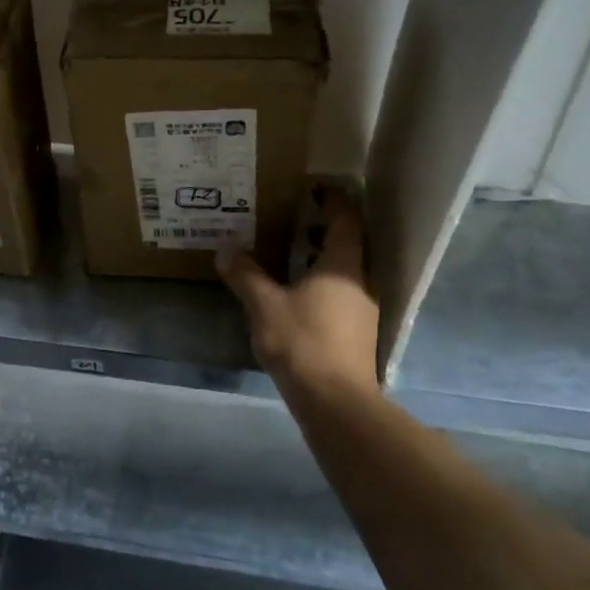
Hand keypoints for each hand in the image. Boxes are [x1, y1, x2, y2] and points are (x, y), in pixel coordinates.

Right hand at [217, 199, 380, 399]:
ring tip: (290, 255)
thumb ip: (245, 274)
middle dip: (324, 229)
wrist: (335, 401)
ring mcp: (363, 310)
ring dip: (322, 259)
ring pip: (345, 272)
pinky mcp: (357, 334)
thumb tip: (225, 247)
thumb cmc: (303, 341)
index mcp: (343, 265)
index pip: (346, 220)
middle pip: (349, 245)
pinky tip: (297, 295)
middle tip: (294, 219)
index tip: (316, 187)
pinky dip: (323, 284)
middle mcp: (360, 282)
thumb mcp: (264, 304)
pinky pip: (341, 295)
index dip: (335, 200)